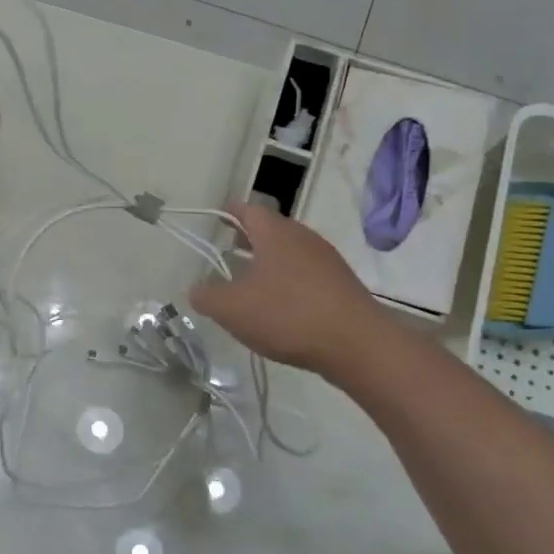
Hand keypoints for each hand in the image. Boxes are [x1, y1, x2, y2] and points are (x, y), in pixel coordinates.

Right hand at [188, 203, 382, 376]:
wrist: (357, 344)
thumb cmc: (287, 315)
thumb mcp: (231, 309)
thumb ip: (206, 296)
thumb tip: (197, 289)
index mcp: (275, 233)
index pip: (247, 209)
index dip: (228, 213)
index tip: (213, 222)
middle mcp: (303, 237)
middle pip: (270, 229)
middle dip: (247, 239)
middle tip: (226, 253)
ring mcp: (327, 260)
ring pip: (289, 252)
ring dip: (268, 262)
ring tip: (249, 284)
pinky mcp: (341, 284)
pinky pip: (306, 274)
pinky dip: (288, 282)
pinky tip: (279, 307)